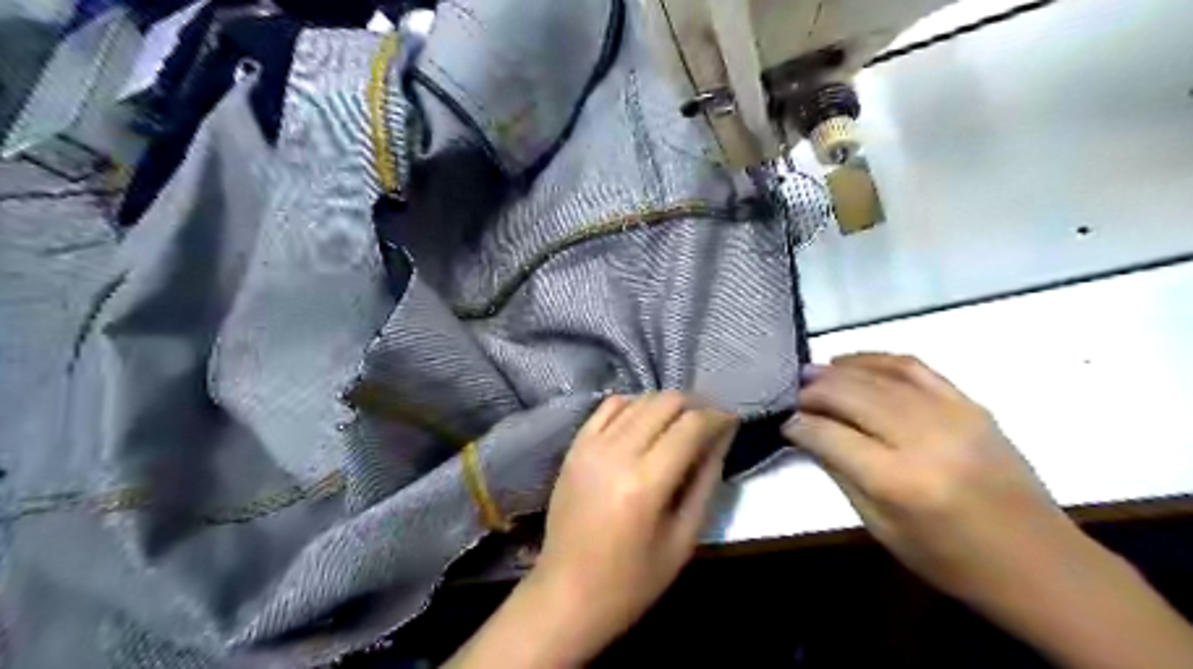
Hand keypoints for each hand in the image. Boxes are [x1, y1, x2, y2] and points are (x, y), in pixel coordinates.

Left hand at [531, 395, 737, 659]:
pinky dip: (633, 405)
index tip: (732, 422)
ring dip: (666, 405)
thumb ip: (705, 480)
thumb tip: (722, 437)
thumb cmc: (633, 581)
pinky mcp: (575, 447)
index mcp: (646, 482)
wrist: (567, 593)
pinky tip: (645, 422)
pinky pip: (609, 407)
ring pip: (639, 399)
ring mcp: (591, 446)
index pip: (691, 425)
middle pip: (665, 402)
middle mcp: (617, 453)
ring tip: (680, 424)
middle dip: (695, 405)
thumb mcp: (683, 538)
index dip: (718, 417)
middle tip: (709, 424)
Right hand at [779, 354, 1191, 667]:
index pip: (831, 435)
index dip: (800, 425)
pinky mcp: (970, 404)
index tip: (785, 422)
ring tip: (813, 372)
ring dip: (839, 370)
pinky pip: (915, 367)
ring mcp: (953, 416)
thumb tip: (810, 435)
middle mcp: (924, 439)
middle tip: (794, 393)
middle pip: (853, 396)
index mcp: (899, 482)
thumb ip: (841, 474)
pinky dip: (878, 359)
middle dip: (815, 391)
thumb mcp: (881, 529)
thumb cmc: (951, 559)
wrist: (1039, 562)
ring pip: (879, 376)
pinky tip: (853, 361)